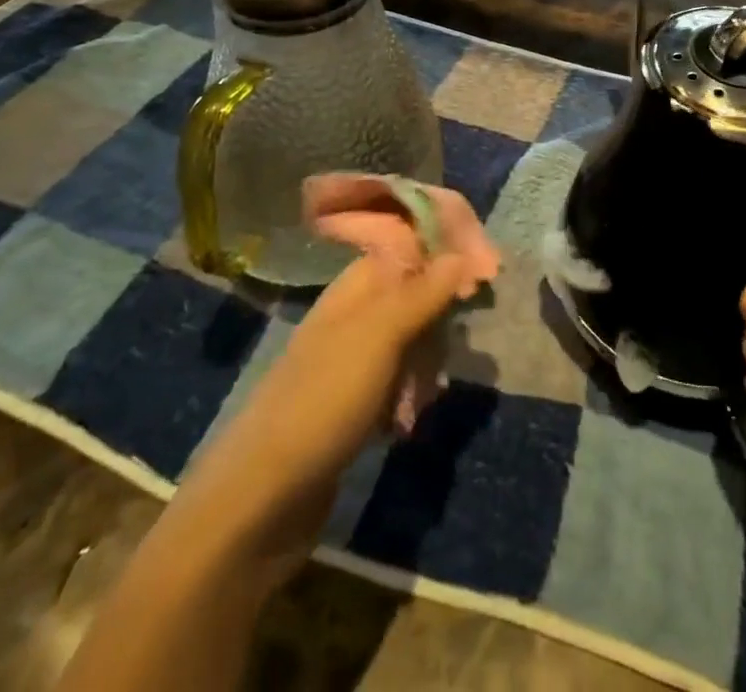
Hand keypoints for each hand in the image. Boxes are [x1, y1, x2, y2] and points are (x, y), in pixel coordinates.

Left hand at [178, 252, 473, 572]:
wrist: (256, 504)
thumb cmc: (322, 403)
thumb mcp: (378, 337)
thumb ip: (422, 292)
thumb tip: (462, 253)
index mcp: (356, 286)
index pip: (411, 242)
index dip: (450, 248)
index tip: (489, 271)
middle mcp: (355, 314)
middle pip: (417, 288)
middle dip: (445, 309)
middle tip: (461, 338)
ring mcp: (352, 360)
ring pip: (412, 336)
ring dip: (430, 358)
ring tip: (430, 392)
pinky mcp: (353, 403)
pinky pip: (399, 379)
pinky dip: (412, 393)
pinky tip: (412, 419)